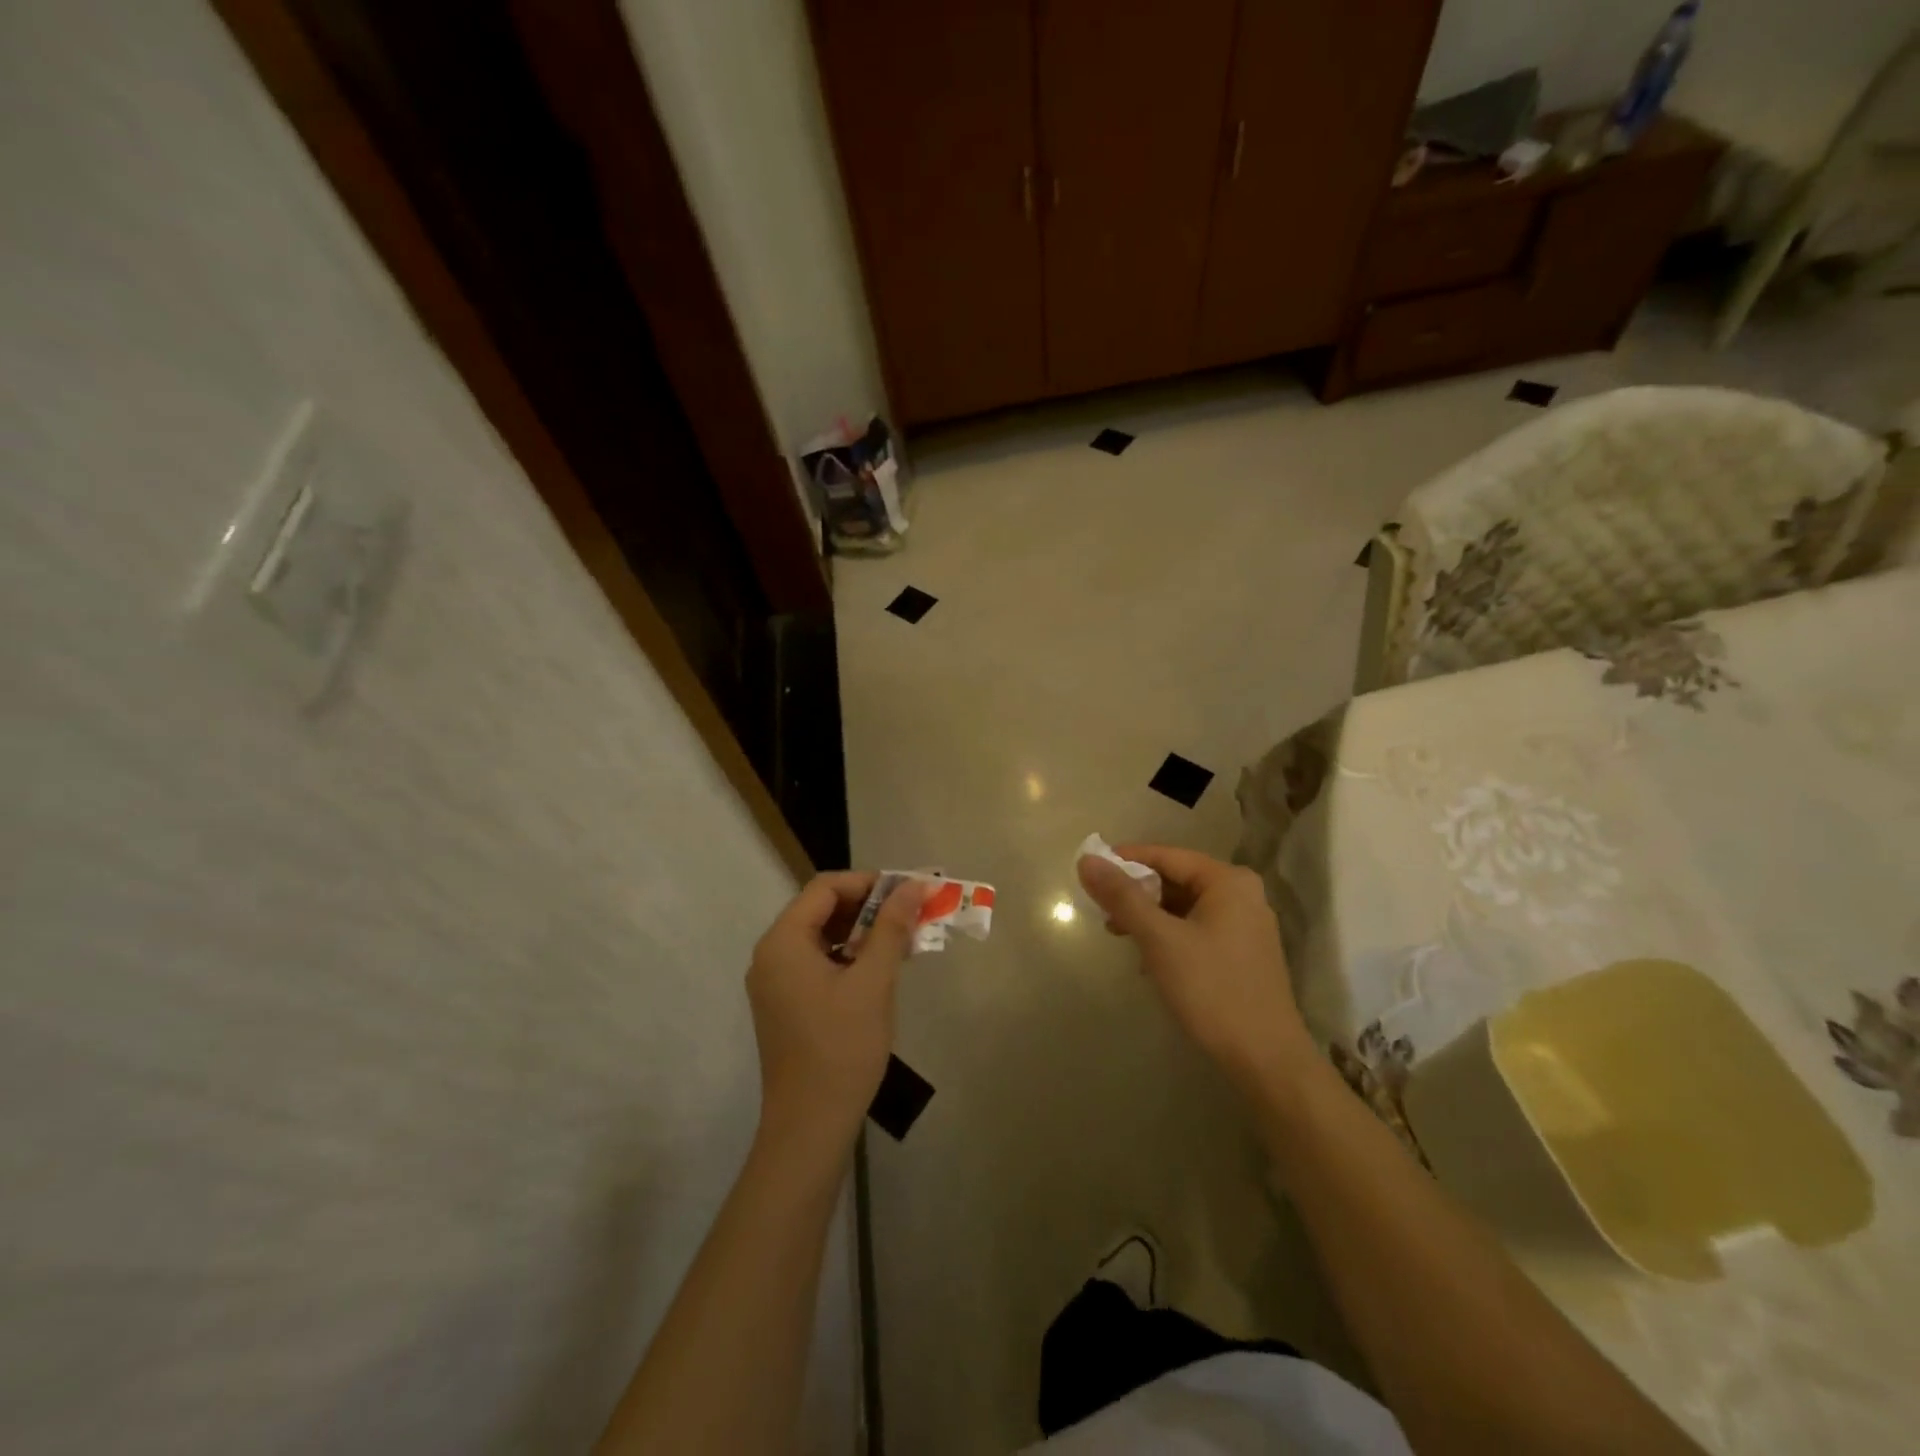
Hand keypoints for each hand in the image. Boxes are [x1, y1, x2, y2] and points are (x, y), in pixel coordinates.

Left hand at [746, 872, 926, 1164]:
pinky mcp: (785, 1004)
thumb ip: (891, 927)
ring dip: (862, 933)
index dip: (868, 882)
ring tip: (903, 942)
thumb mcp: (873, 982)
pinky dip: (849, 957)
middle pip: (821, 909)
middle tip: (910, 916)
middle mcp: (771, 954)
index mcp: (783, 941)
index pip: (825, 888)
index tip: (907, 893)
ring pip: (822, 937)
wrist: (810, 1126)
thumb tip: (914, 885)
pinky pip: (818, 963)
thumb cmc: (842, 1048)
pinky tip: (880, 970)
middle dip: (868, 907)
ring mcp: (775, 982)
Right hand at [1078, 846, 1314, 1101]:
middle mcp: (1242, 894)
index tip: (1090, 870)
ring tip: (1117, 933)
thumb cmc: (1212, 989)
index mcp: (1228, 881)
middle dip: (1136, 892)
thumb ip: (1122, 897)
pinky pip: (1195, 928)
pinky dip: (1168, 935)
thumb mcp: (1160, 940)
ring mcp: (1245, 925)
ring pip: (1183, 906)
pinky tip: (1147, 958)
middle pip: (1176, 879)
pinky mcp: (1241, 953)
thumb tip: (1086, 860)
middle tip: (1100, 908)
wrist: (1266, 1059)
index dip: (1125, 860)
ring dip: (1149, 916)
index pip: (1166, 855)